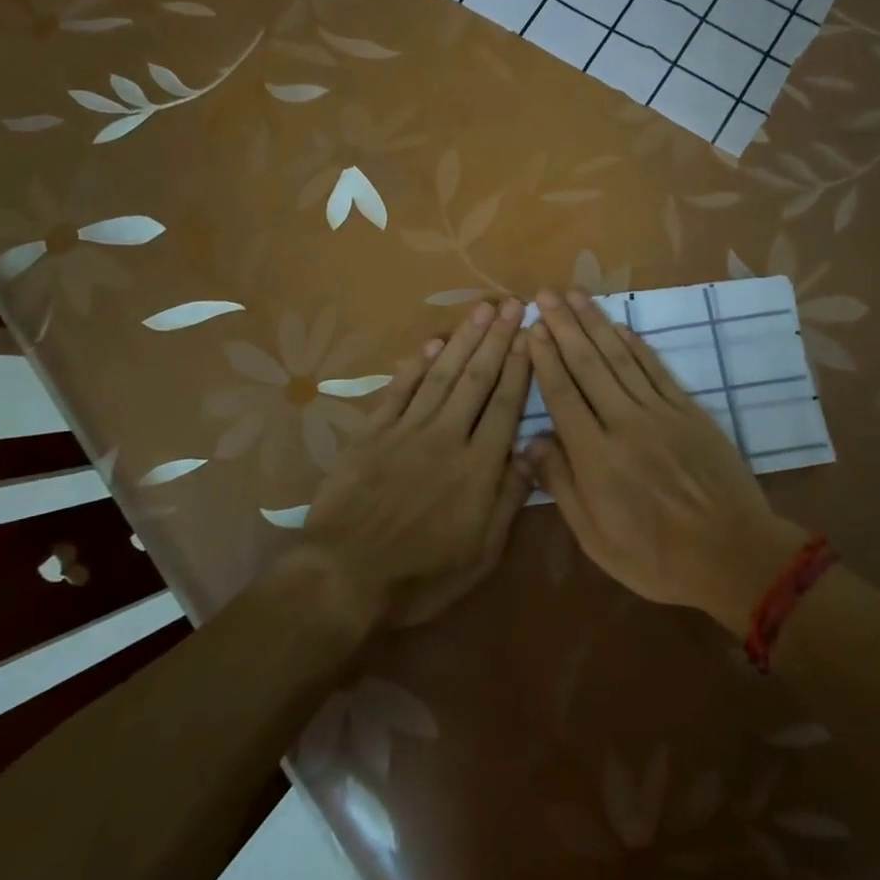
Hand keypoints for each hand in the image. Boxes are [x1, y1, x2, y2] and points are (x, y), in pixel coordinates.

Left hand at [297, 298, 533, 628]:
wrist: (344, 575)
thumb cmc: (421, 574)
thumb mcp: (481, 552)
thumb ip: (510, 498)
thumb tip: (534, 450)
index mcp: (478, 466)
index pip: (505, 404)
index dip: (520, 366)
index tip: (530, 334)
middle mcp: (447, 436)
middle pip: (477, 379)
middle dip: (496, 339)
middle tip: (511, 304)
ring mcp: (407, 431)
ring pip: (442, 376)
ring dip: (463, 340)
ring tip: (481, 309)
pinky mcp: (372, 433)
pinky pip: (399, 391)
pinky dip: (416, 365)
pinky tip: (432, 344)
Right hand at [524, 289, 807, 632]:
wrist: (732, 554)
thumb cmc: (656, 557)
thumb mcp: (595, 538)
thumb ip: (561, 485)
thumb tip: (530, 443)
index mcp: (595, 456)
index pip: (562, 394)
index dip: (544, 358)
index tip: (531, 328)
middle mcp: (624, 422)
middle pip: (588, 365)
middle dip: (563, 326)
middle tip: (544, 294)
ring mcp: (660, 412)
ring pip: (620, 358)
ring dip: (595, 323)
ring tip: (575, 295)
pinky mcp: (689, 411)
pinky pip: (656, 369)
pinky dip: (636, 345)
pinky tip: (620, 327)